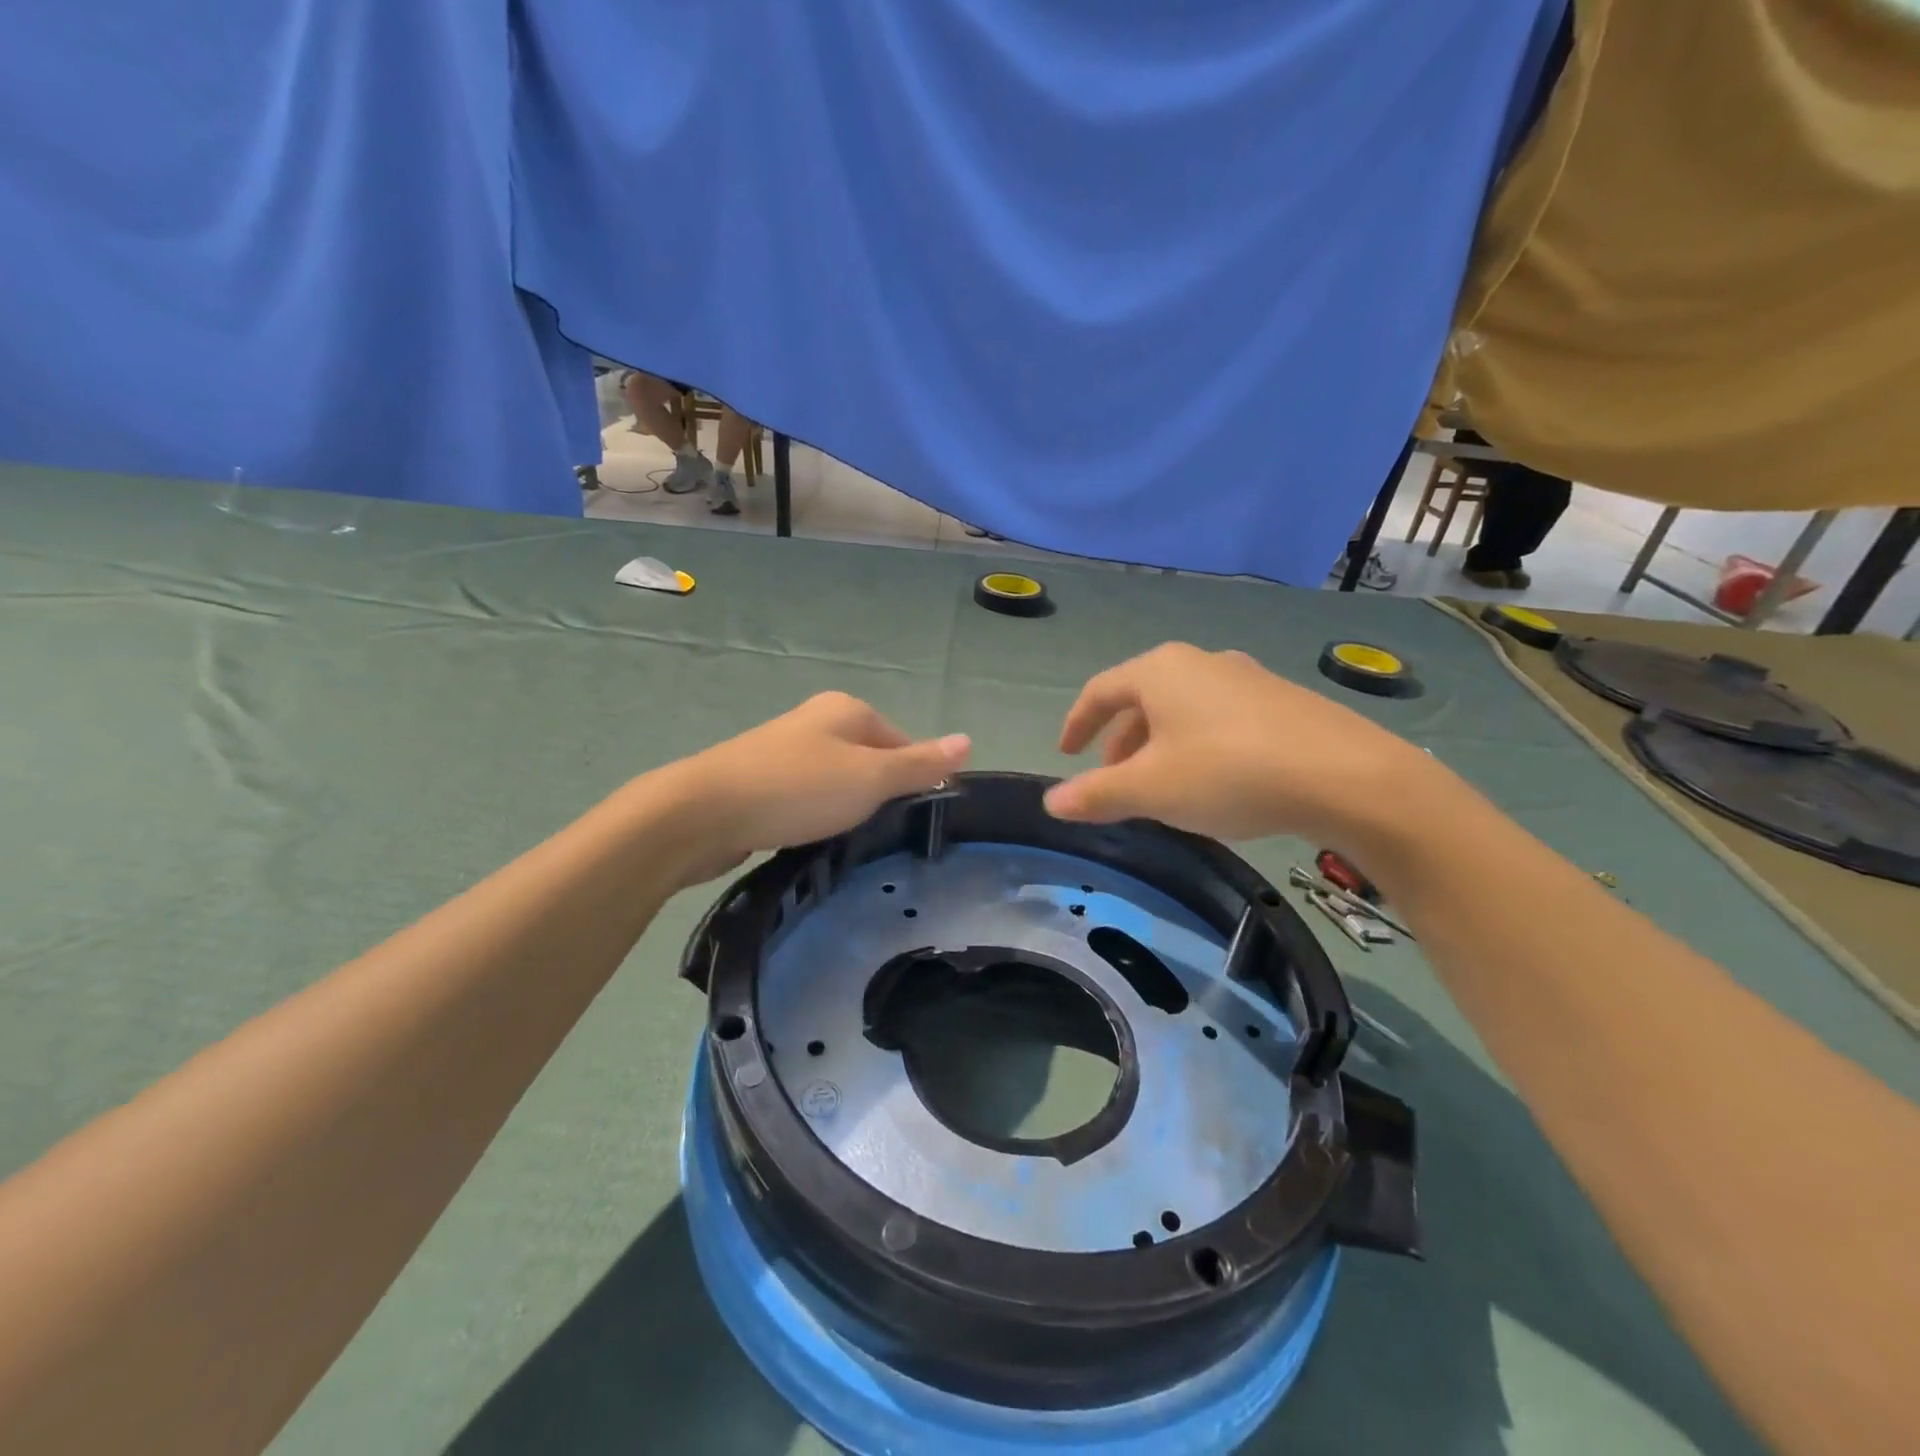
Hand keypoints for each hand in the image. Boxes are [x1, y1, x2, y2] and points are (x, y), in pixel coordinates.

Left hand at [667, 693, 969, 882]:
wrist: (703, 812)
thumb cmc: (799, 788)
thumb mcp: (871, 778)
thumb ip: (919, 764)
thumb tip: (968, 740)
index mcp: (848, 710)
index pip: (902, 742)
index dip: (913, 778)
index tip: (911, 817)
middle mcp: (817, 722)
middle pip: (869, 760)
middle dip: (877, 796)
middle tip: (880, 834)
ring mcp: (784, 750)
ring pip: (836, 781)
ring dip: (845, 809)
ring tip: (846, 842)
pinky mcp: (760, 781)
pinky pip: (805, 798)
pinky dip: (814, 817)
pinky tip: (810, 839)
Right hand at [1043, 642, 1436, 850]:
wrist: (1346, 776)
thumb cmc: (1228, 772)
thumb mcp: (1150, 790)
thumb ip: (1096, 794)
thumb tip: (1051, 801)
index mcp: (1160, 671)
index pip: (1100, 691)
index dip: (1077, 723)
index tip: (1066, 753)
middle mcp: (1200, 662)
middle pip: (1142, 699)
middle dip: (1120, 741)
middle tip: (1112, 779)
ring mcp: (1246, 678)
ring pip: (1182, 709)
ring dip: (1158, 745)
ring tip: (1160, 786)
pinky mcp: (1281, 701)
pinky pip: (1218, 718)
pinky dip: (1196, 745)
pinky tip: (1212, 781)